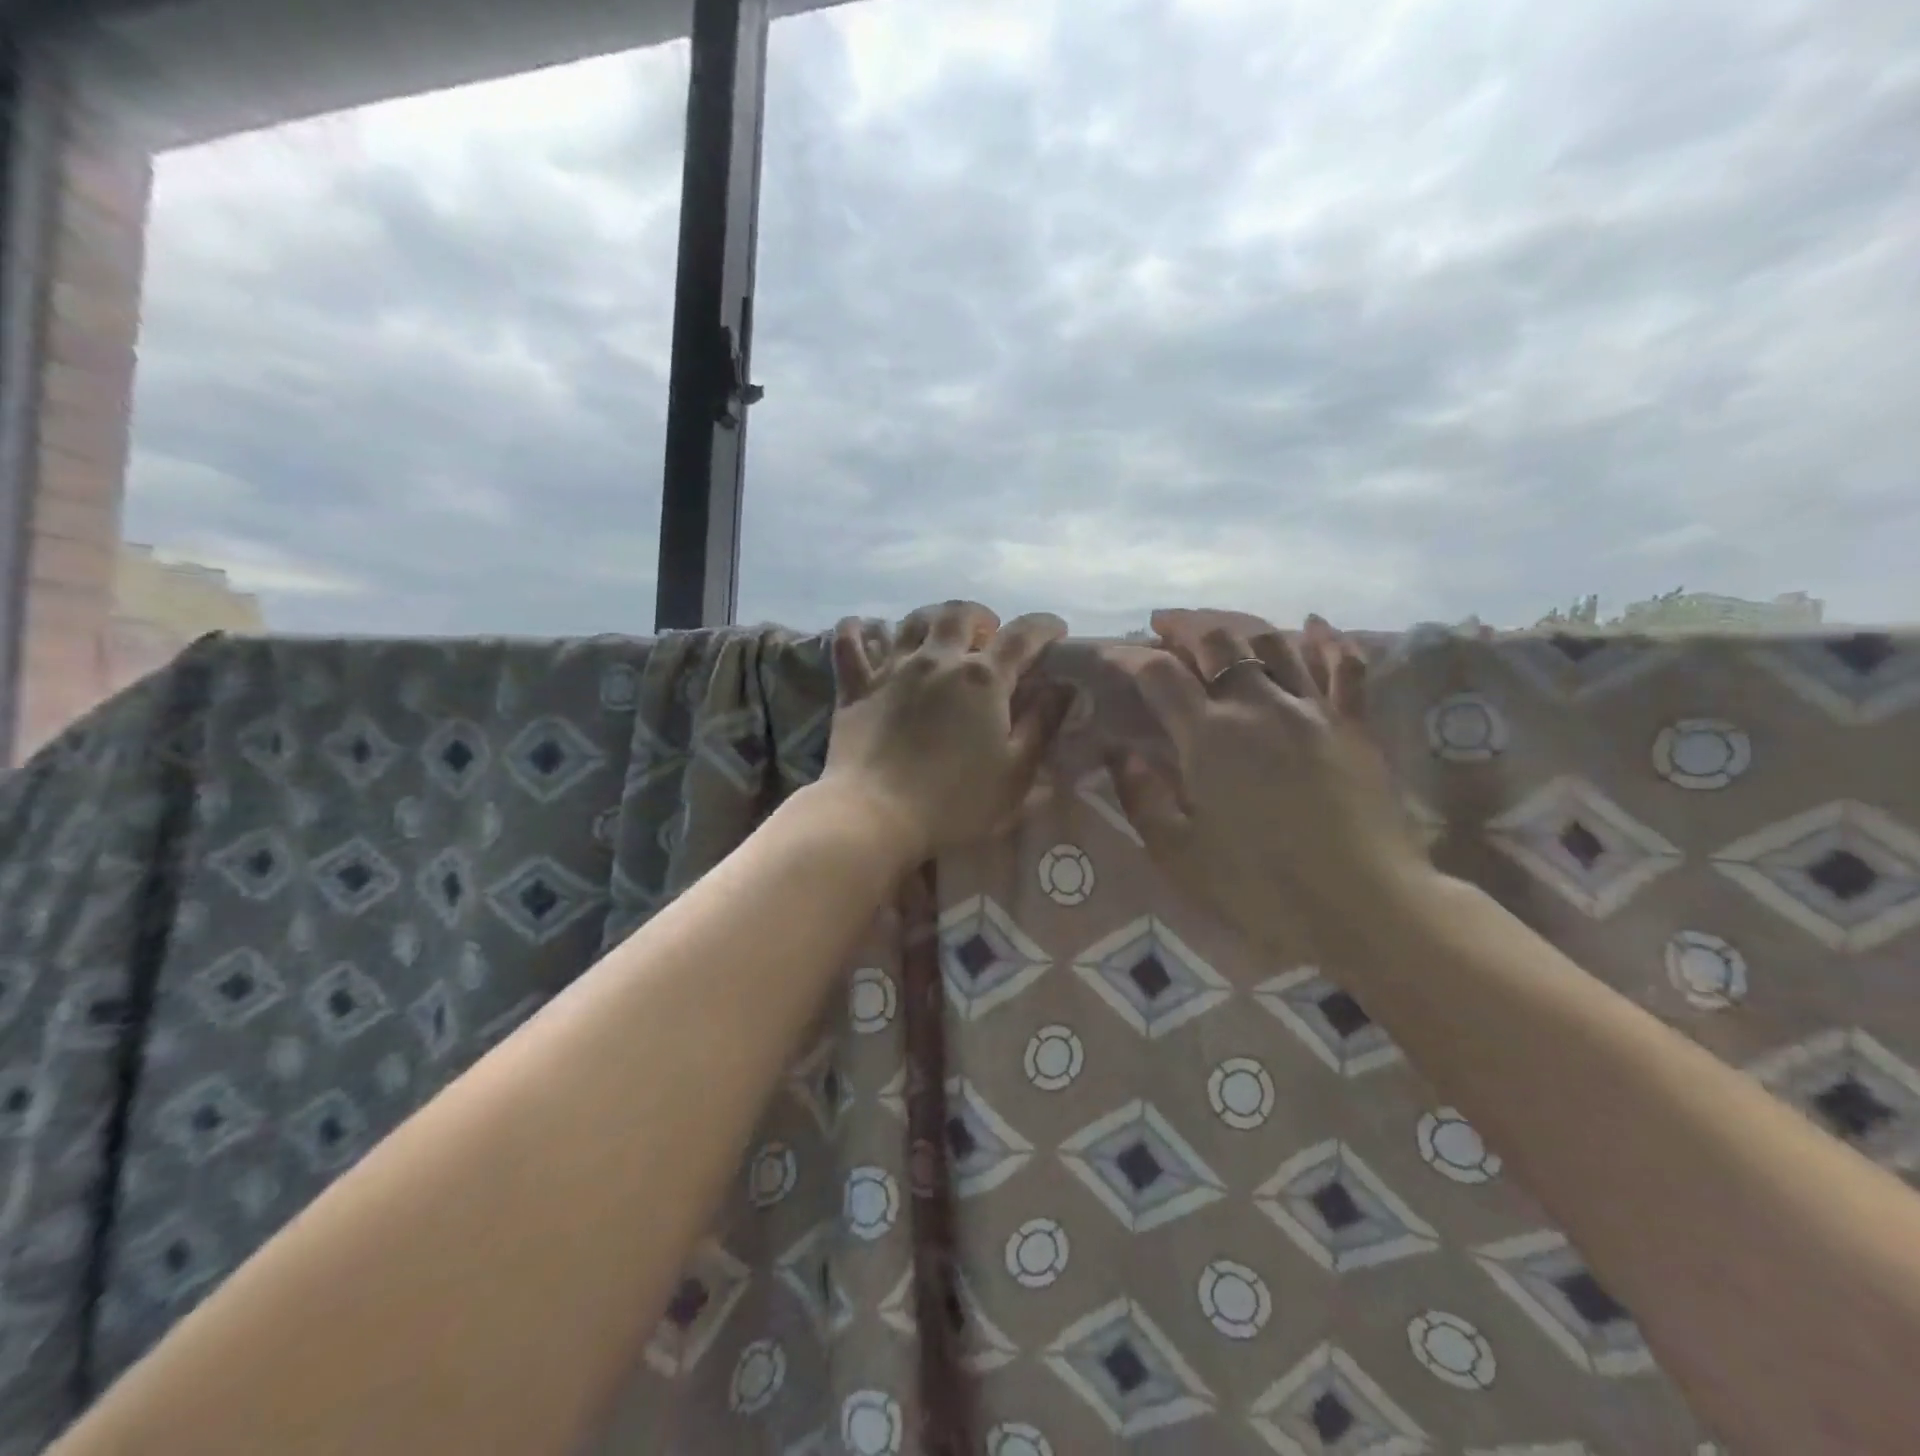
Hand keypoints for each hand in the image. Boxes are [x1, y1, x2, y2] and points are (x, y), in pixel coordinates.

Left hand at [822, 601, 1072, 865]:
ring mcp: (892, 669)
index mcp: (983, 679)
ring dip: (931, 618)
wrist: (877, 815)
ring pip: (911, 621)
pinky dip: (856, 630)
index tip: (1056, 630)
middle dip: (981, 616)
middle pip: (960, 615)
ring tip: (939, 633)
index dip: (1044, 626)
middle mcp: (938, 660)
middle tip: (988, 633)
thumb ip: (1042, 724)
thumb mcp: (1015, 771)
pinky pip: (849, 644)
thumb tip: (1064, 687)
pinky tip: (861, 627)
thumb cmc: (955, 801)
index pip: (1023, 636)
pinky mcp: (856, 686)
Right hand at [1105, 608, 1431, 951]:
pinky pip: (1345, 667)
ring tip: (1218, 626)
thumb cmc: (1261, 887)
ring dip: (1238, 625)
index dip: (1127, 656)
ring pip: (1273, 642)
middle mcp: (1258, 705)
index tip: (1108, 653)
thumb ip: (1143, 798)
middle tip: (1163, 626)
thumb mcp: (1179, 854)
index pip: (1158, 674)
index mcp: (1209, 736)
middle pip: (1217, 639)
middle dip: (1183, 625)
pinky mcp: (1354, 725)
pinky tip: (1314, 624)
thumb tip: (1124, 753)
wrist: (1365, 906)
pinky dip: (1328, 640)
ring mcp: (1312, 709)